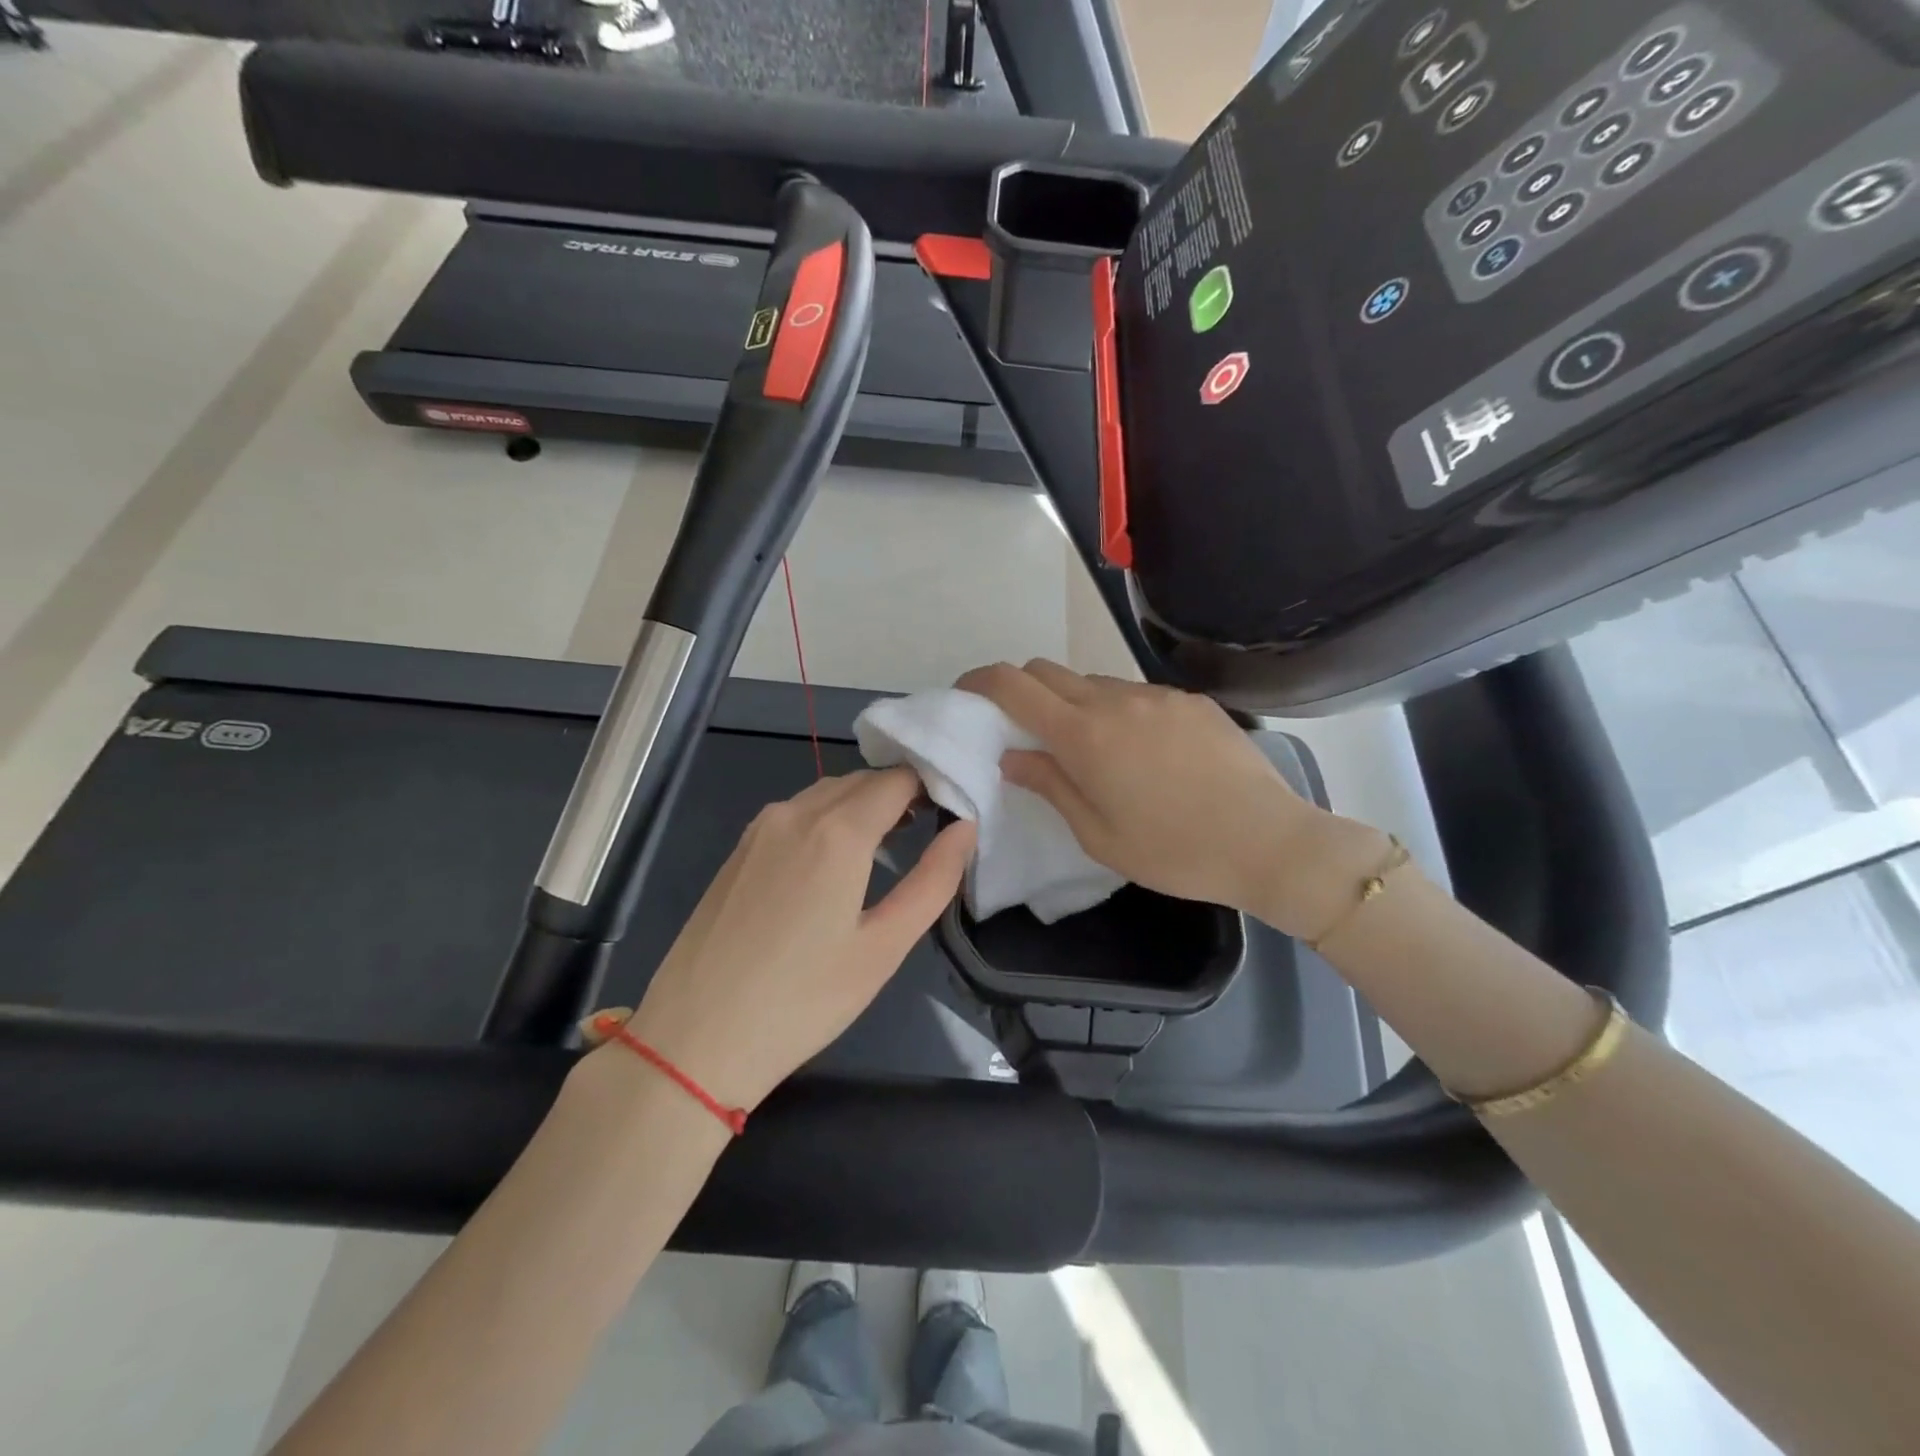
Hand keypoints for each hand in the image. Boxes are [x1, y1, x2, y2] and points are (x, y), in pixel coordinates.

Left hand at [584, 769, 974, 1112]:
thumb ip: (933, 880)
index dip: (931, 784)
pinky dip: (828, 818)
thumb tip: (966, 828)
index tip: (954, 807)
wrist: (694, 1038)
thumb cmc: (802, 1000)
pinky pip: (796, 813)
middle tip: (928, 827)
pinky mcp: (739, 849)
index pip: (897, 779)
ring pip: (826, 793)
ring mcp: (760, 828)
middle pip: (861, 780)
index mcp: (837, 831)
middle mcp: (796, 812)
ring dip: (862, 804)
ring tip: (889, 843)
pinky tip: (835, 861)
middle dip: (899, 793)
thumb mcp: (884, 947)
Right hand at [955, 660, 1333, 928]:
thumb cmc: (1173, 851)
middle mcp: (1115, 700)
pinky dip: (1117, 710)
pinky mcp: (1190, 700)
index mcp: (1084, 734)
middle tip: (1024, 728)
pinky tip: (1142, 752)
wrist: (1269, 842)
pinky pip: (1135, 693)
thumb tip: (1011, 756)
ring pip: (1093, 681)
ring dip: (1073, 702)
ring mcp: (1157, 695)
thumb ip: (1049, 784)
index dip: (980, 680)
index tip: (967, 693)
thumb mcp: (1097, 834)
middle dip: (1023, 690)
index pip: (1013, 685)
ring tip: (1090, 748)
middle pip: (1048, 670)